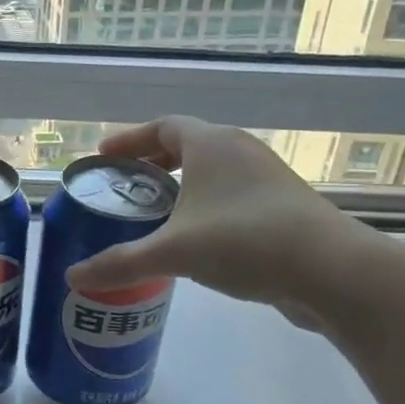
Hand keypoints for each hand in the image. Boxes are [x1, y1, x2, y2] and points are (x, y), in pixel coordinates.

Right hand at [64, 117, 388, 332]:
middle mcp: (240, 150)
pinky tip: (196, 239)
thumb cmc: (246, 242)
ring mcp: (267, 177)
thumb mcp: (175, 252)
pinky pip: (232, 195)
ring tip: (156, 213)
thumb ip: (121, 263)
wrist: (333, 271)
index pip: (162, 126)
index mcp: (211, 144)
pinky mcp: (283, 206)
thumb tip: (72, 277)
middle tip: (125, 185)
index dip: (130, 139)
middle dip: (153, 163)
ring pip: (213, 171)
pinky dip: (206, 205)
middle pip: (187, 145)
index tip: (104, 155)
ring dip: (182, 186)